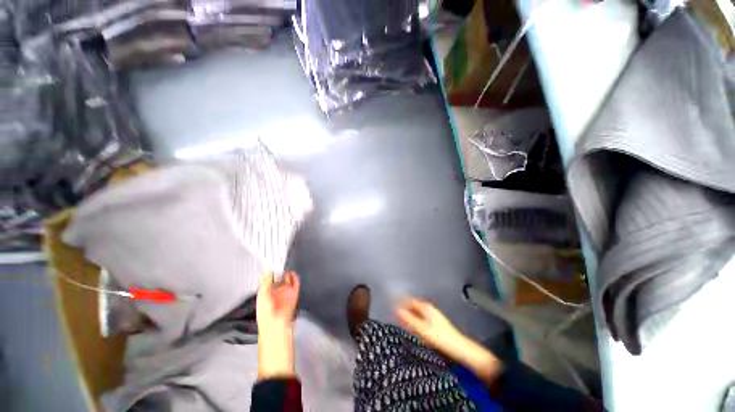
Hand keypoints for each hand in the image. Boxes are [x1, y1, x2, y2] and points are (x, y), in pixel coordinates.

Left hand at [256, 271, 299, 378]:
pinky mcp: (294, 296)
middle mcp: (276, 293)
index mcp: (265, 294)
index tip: (271, 261)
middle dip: (279, 272)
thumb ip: (266, 281)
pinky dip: (295, 280)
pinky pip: (295, 285)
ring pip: (288, 281)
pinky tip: (292, 274)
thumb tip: (266, 268)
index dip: (270, 271)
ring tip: (286, 267)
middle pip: (279, 279)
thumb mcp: (263, 296)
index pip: (268, 280)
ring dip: (287, 275)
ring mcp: (286, 295)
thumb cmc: (266, 313)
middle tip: (280, 261)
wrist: (277, 329)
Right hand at [396, 298, 465, 356]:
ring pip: (417, 312)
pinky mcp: (435, 323)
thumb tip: (396, 310)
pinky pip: (421, 318)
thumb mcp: (422, 329)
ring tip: (400, 320)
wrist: (458, 347)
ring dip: (409, 315)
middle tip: (394, 313)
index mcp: (426, 307)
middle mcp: (429, 309)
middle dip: (404, 308)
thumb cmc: (440, 337)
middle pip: (413, 306)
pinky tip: (411, 326)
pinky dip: (414, 320)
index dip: (400, 301)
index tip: (391, 304)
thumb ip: (408, 319)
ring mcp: (433, 315)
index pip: (410, 300)